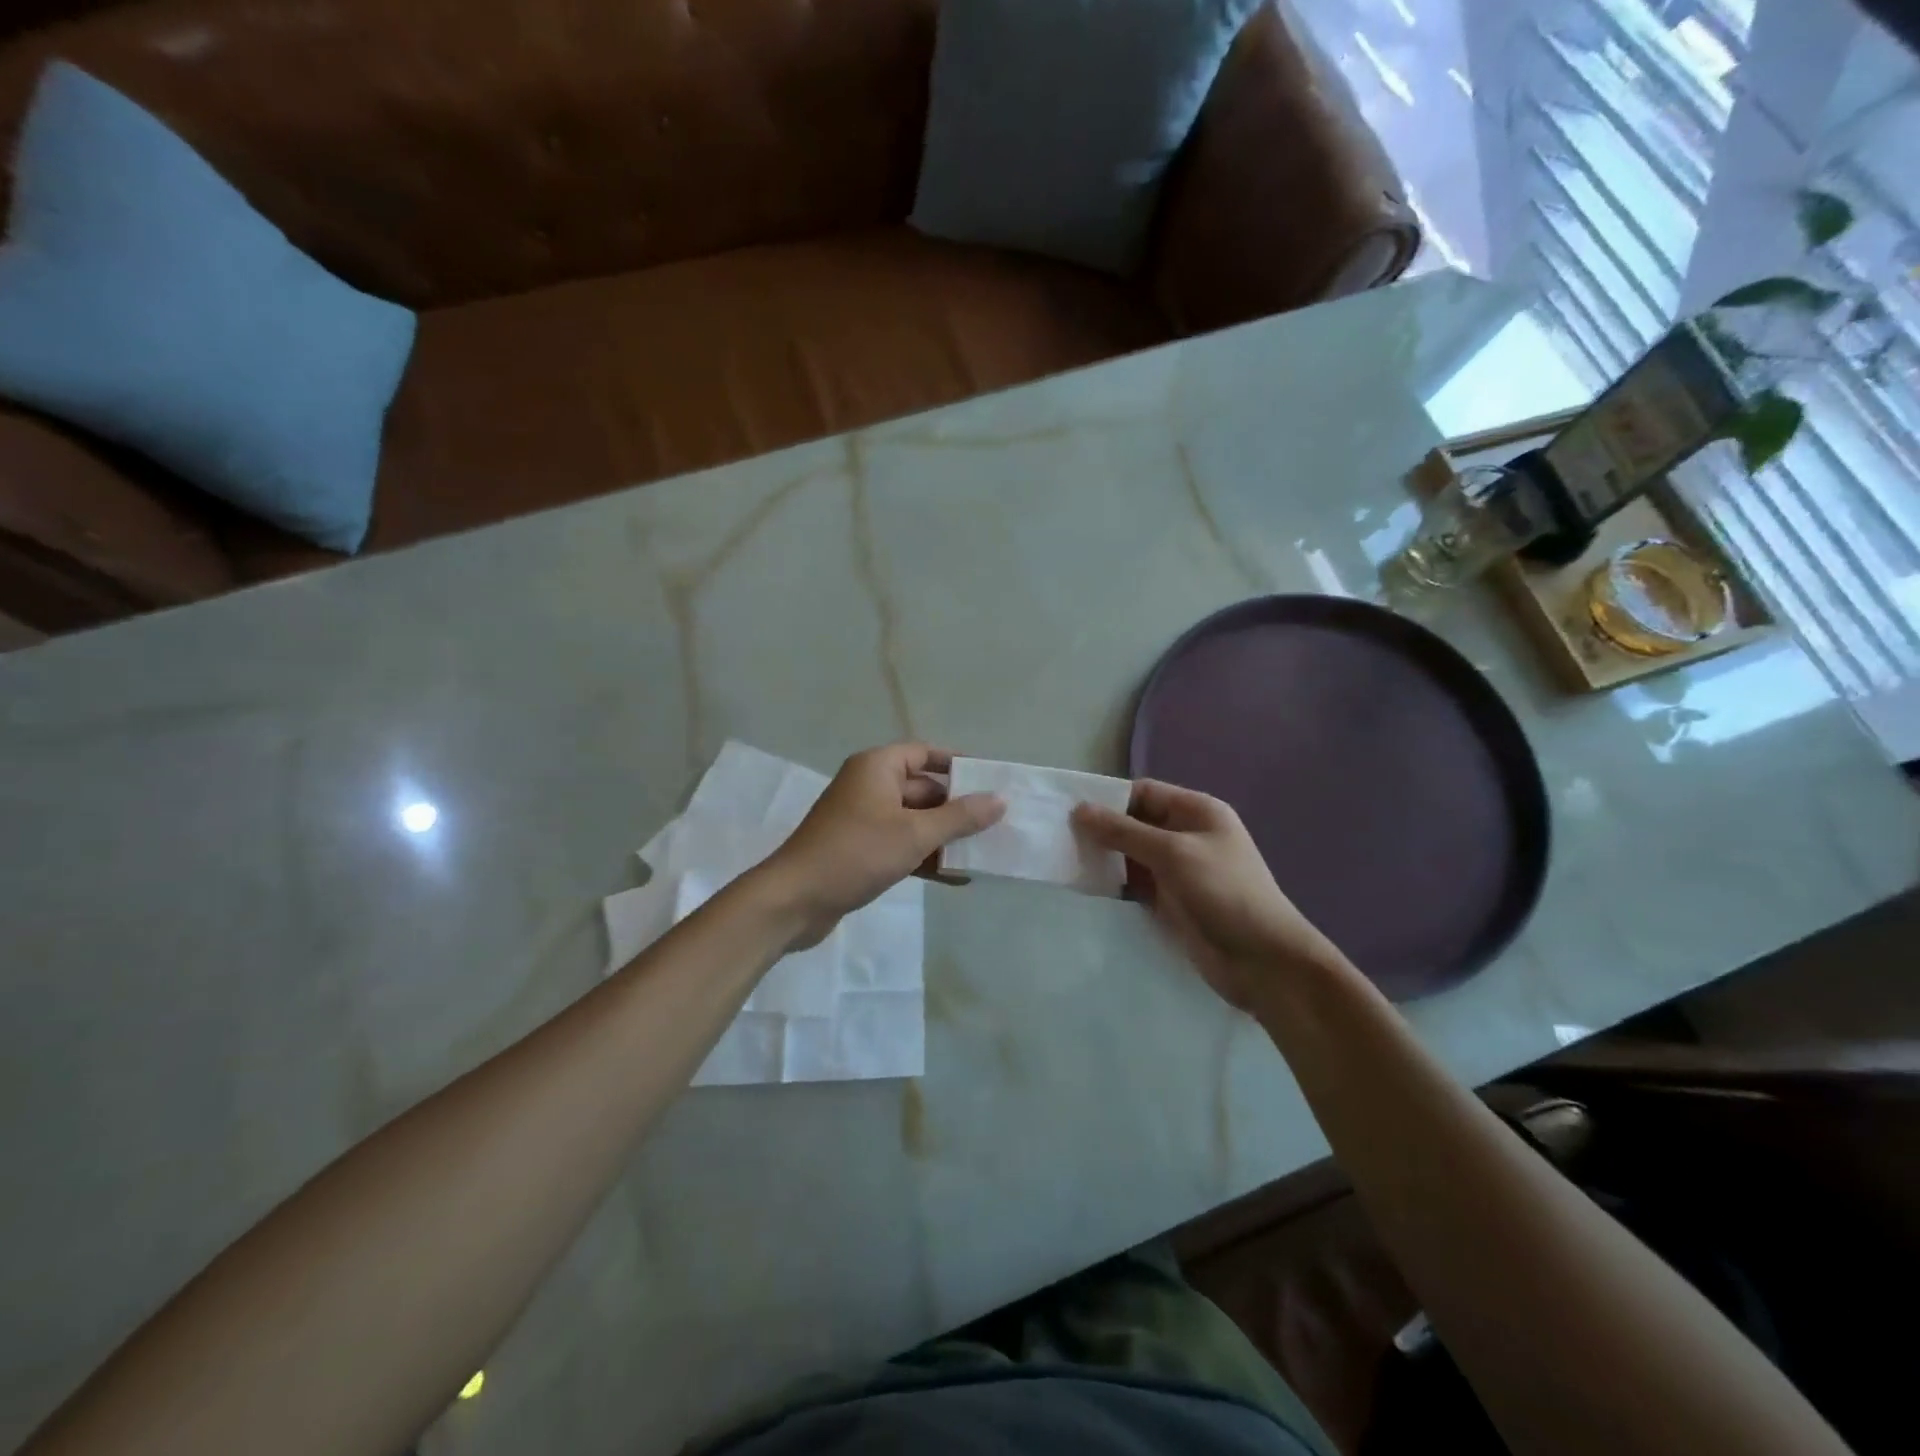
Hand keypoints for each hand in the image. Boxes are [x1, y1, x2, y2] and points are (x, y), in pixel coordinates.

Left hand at [762, 743, 1003, 944]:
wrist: (795, 900)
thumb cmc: (856, 853)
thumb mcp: (915, 833)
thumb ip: (960, 817)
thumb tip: (1000, 800)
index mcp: (877, 767)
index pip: (924, 754)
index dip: (957, 765)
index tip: (990, 781)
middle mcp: (870, 786)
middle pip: (923, 789)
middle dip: (957, 808)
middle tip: (997, 823)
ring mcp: (864, 820)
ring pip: (915, 821)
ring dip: (945, 837)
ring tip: (985, 853)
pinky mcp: (861, 850)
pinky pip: (902, 845)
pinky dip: (926, 857)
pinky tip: (957, 878)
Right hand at [1073, 780, 1341, 1011]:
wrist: (1263, 961)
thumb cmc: (1224, 893)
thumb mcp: (1173, 854)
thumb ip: (1124, 831)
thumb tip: (1079, 810)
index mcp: (1197, 812)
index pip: (1144, 792)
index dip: (1108, 798)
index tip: (1068, 808)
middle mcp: (1186, 835)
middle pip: (1134, 822)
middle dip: (1101, 828)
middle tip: (1058, 836)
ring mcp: (1178, 870)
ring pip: (1130, 854)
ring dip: (1103, 856)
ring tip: (1064, 859)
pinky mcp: (1170, 901)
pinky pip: (1134, 882)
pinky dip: (1112, 881)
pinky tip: (1085, 884)